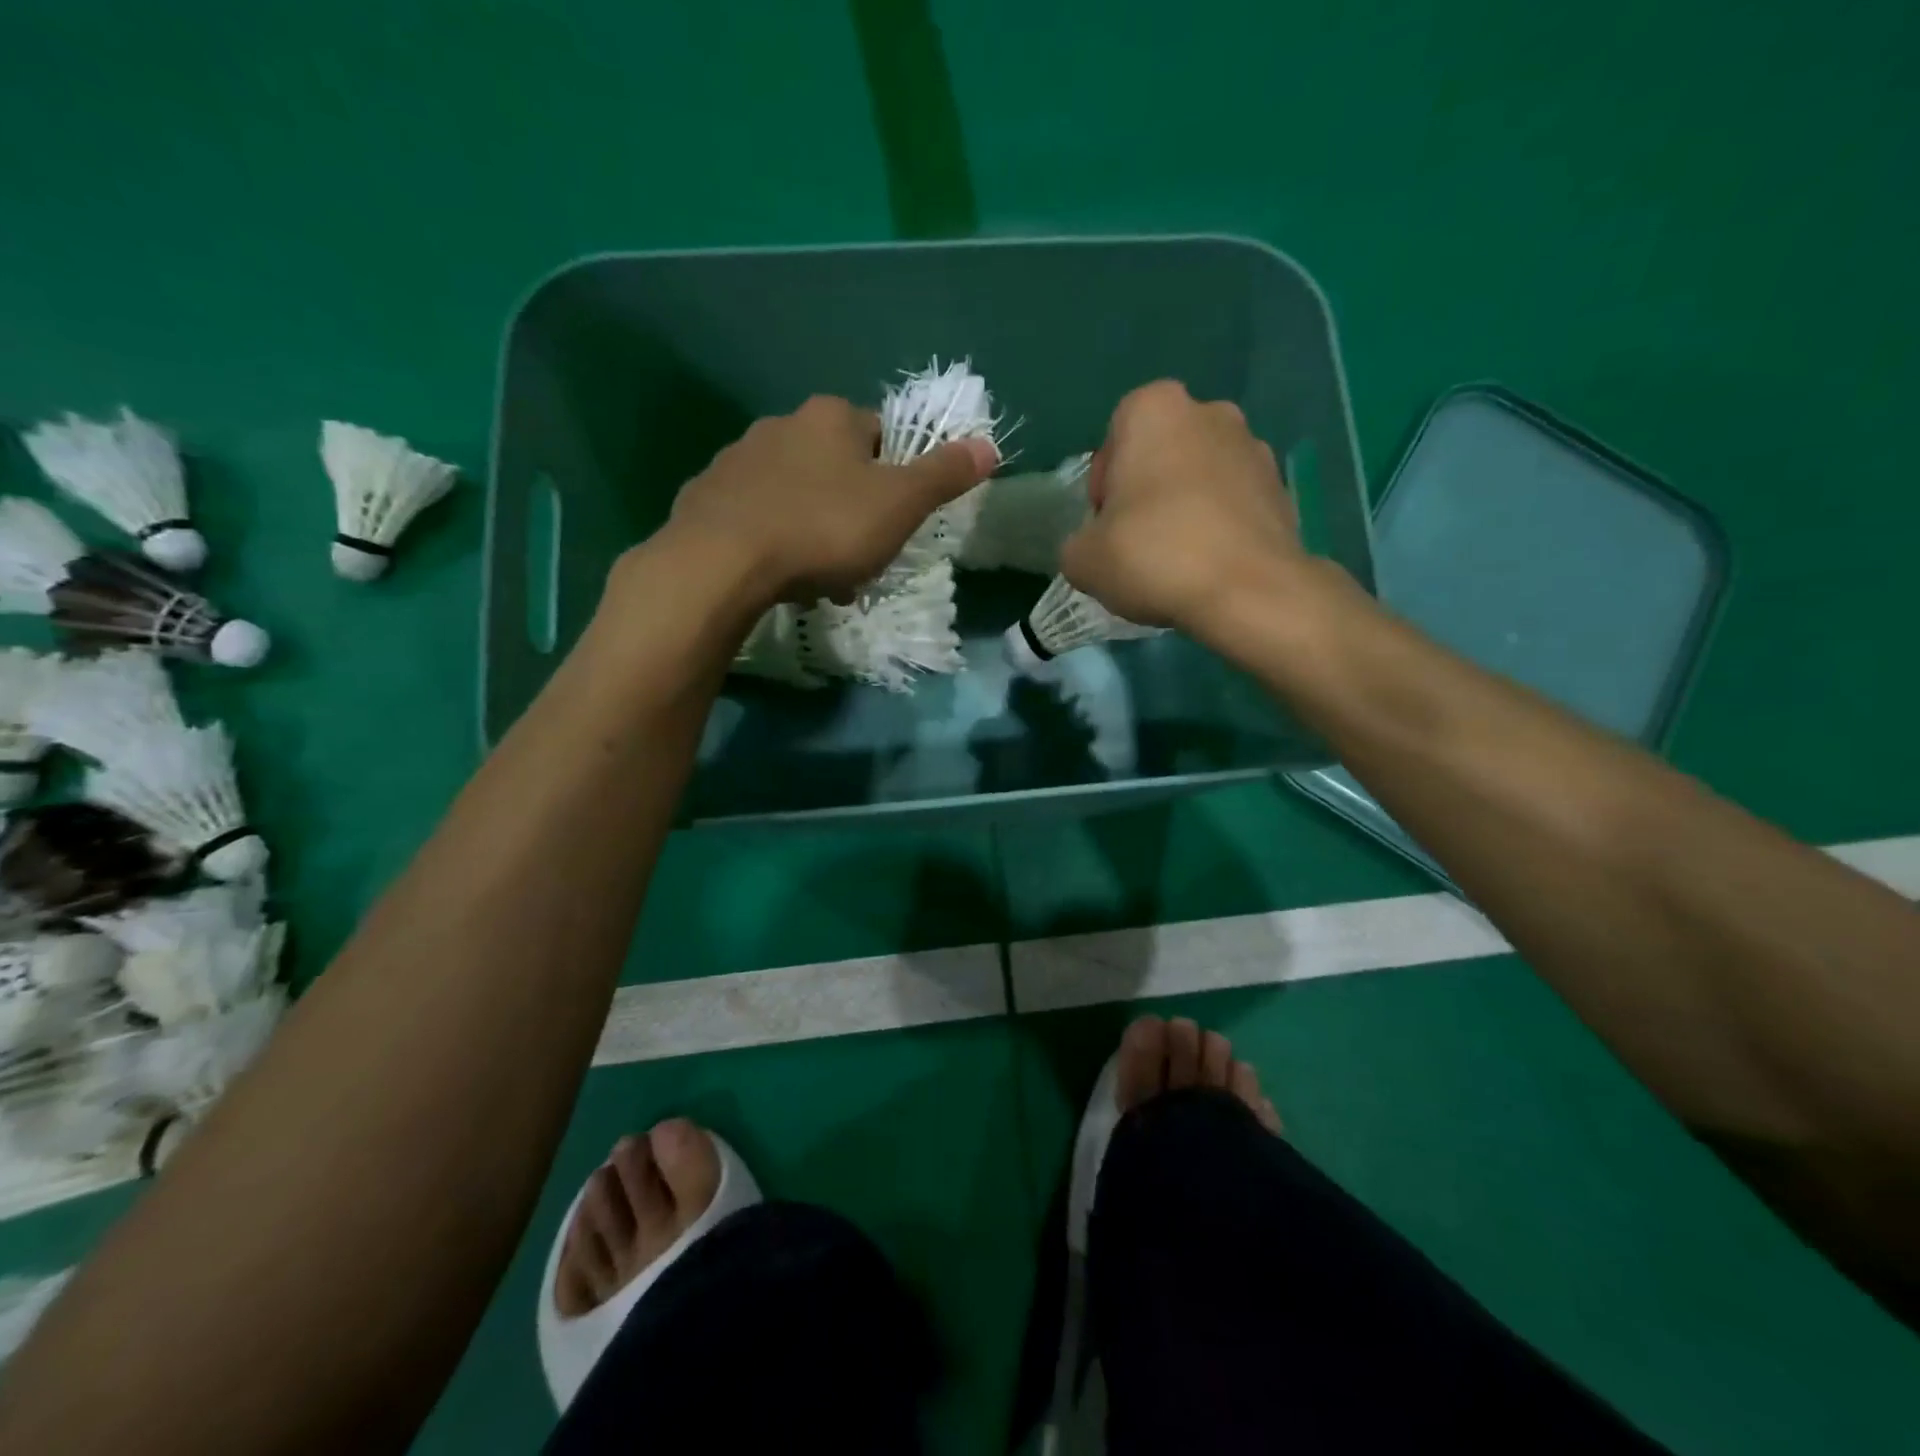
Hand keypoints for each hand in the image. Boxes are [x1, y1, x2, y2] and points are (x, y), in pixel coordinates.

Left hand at [662, 395, 996, 607]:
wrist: (722, 562)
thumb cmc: (824, 528)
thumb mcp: (899, 505)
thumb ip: (944, 475)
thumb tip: (989, 445)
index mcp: (831, 418)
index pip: (880, 435)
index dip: (895, 478)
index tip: (893, 521)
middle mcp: (781, 425)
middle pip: (834, 466)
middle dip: (852, 509)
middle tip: (858, 558)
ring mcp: (736, 459)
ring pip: (793, 492)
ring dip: (813, 527)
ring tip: (818, 577)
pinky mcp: (705, 496)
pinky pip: (754, 515)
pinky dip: (772, 538)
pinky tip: (777, 573)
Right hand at [1062, 380, 1304, 637]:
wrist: (1248, 592)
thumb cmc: (1154, 557)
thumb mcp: (1082, 559)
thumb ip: (1078, 543)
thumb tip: (1094, 547)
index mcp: (1155, 409)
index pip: (1114, 436)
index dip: (1104, 484)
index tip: (1106, 524)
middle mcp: (1210, 412)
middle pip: (1161, 452)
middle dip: (1147, 489)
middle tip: (1137, 540)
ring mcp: (1254, 447)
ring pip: (1200, 475)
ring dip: (1184, 506)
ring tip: (1176, 559)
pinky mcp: (1281, 488)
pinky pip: (1233, 502)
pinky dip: (1218, 526)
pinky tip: (1208, 566)